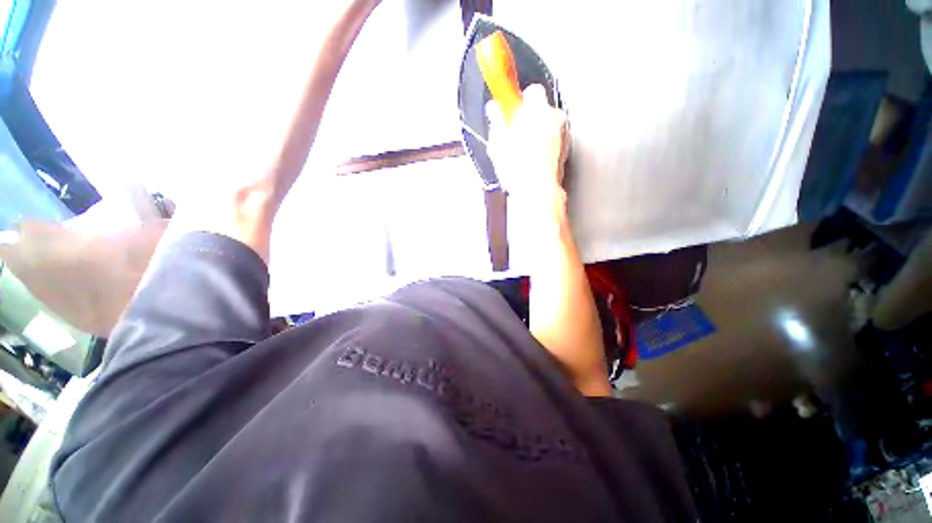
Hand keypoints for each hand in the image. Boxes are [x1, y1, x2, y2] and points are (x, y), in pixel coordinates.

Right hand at [486, 84, 568, 203]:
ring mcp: (562, 136)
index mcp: (538, 111)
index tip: (512, 108)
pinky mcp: (565, 152)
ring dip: (536, 133)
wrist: (537, 191)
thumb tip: (495, 108)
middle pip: (542, 110)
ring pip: (547, 127)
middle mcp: (555, 120)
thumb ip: (497, 119)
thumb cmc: (520, 168)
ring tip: (521, 151)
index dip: (520, 100)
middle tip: (514, 133)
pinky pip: (552, 142)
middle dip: (528, 119)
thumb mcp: (498, 142)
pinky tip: (530, 160)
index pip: (532, 91)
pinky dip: (543, 147)